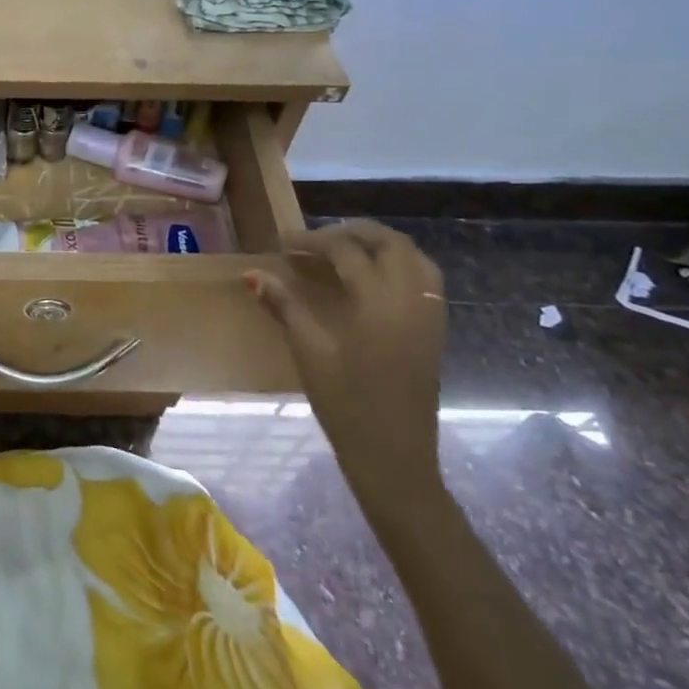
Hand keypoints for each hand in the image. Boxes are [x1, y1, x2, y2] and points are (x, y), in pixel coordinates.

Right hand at [247, 221, 447, 512]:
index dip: (311, 241)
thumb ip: (284, 306)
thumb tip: (253, 274)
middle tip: (314, 241)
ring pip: (414, 256)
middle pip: (388, 242)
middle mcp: (411, 299)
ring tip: (344, 252)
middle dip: (350, 232)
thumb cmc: (346, 405)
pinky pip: (425, 279)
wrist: (394, 456)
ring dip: (379, 244)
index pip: (346, 251)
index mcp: (378, 303)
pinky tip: (372, 279)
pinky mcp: (435, 330)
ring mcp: (429, 314)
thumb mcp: (310, 352)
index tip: (282, 244)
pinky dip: (399, 264)